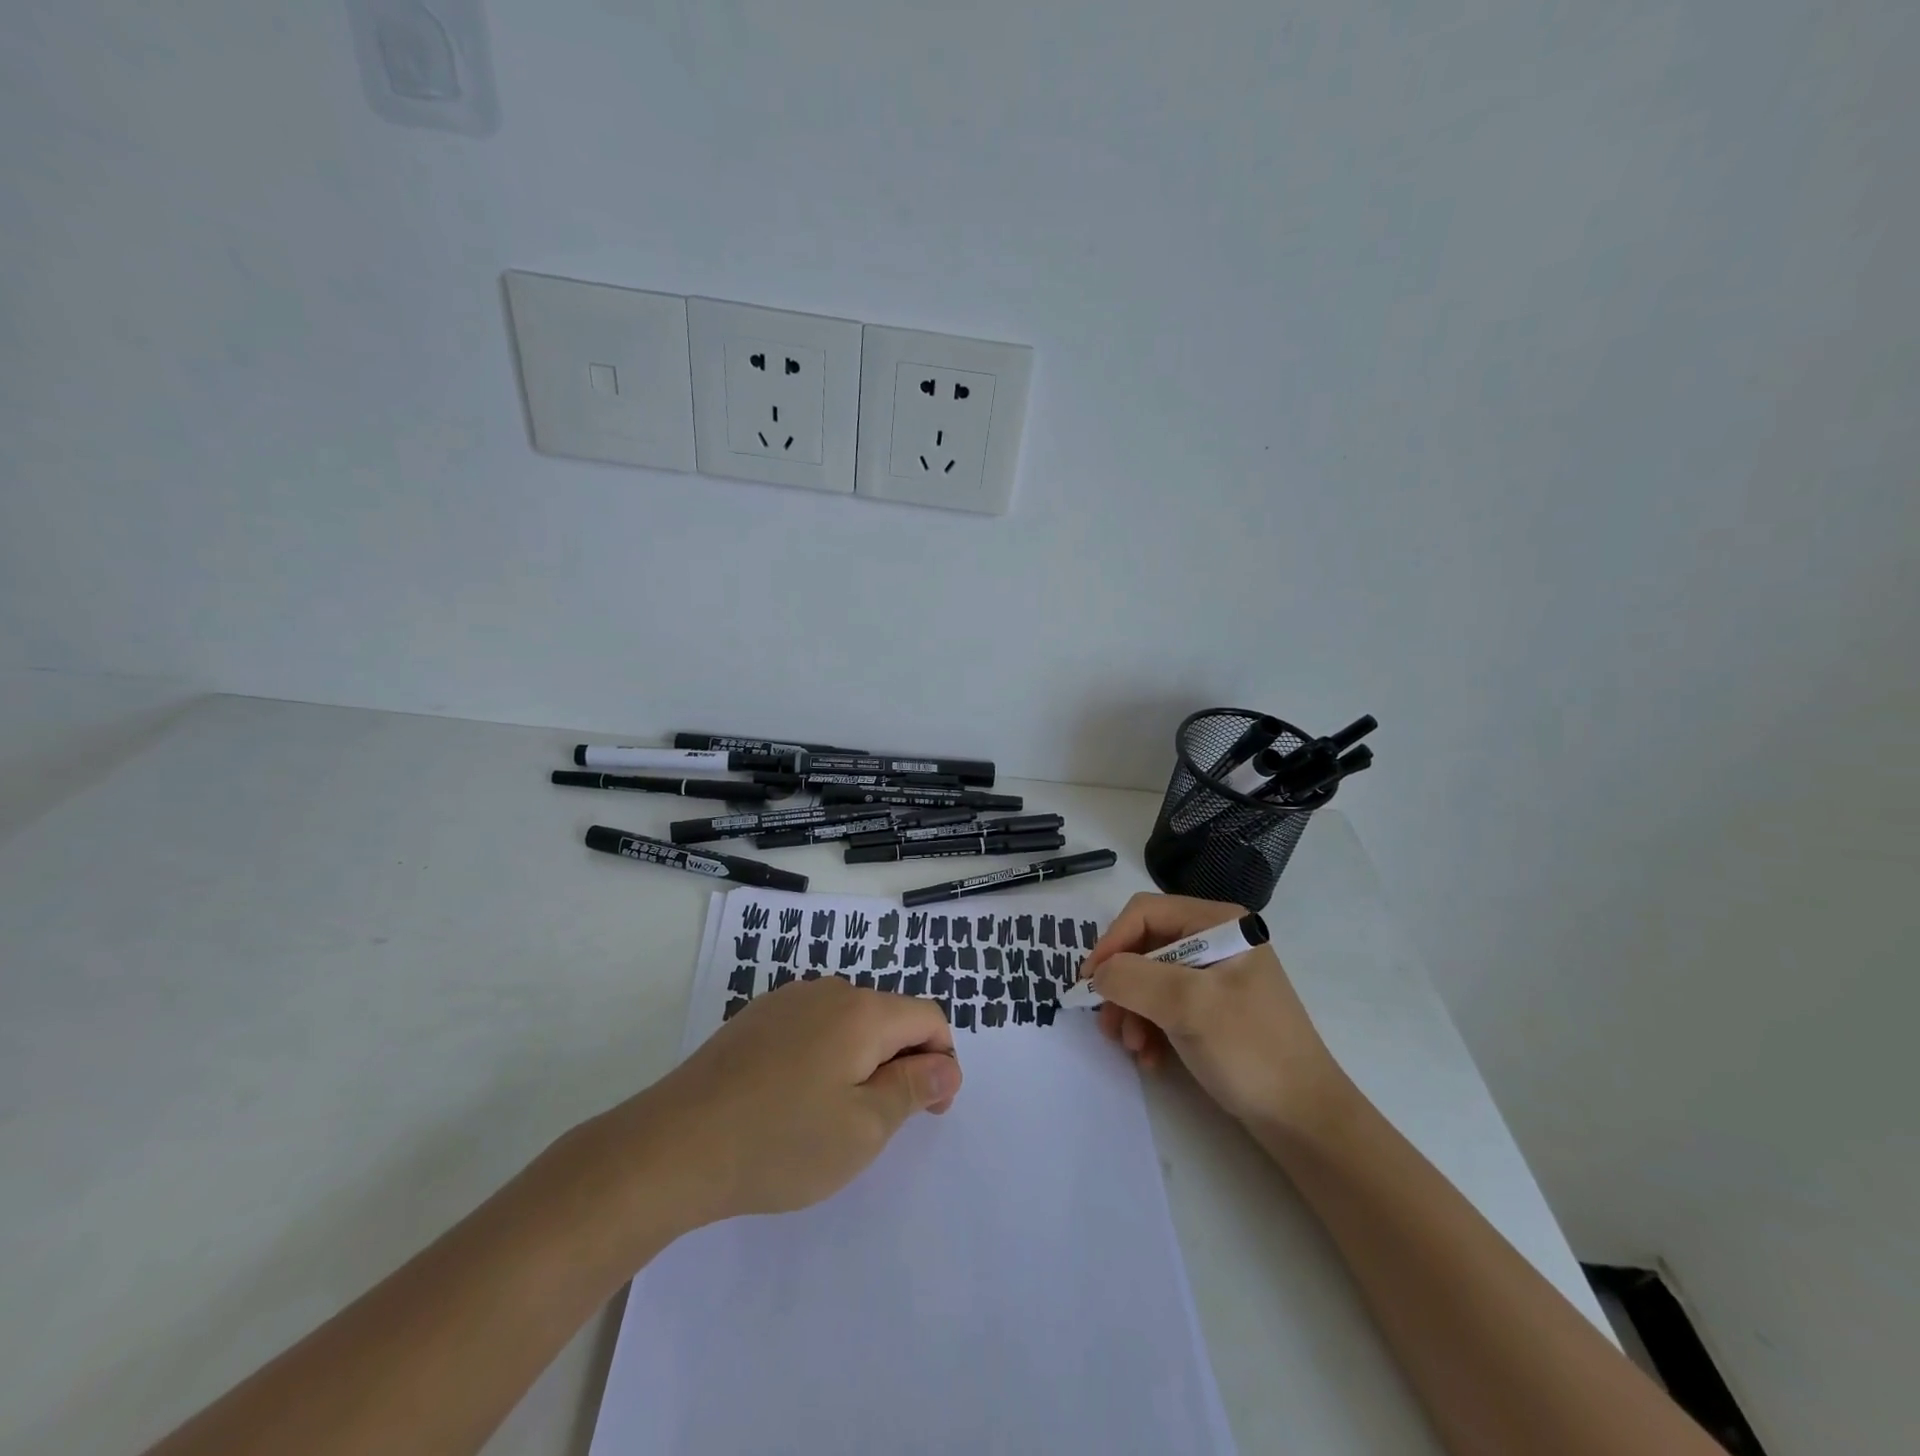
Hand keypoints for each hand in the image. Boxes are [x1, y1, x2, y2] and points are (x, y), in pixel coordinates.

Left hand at [598, 978, 962, 1229]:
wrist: (674, 1145)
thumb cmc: (781, 1142)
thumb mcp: (863, 1128)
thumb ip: (913, 1089)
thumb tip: (946, 1065)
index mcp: (862, 1011)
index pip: (928, 1017)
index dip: (941, 1061)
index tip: (929, 1110)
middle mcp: (828, 991)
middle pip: (889, 1017)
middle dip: (900, 1062)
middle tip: (879, 1123)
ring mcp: (787, 1000)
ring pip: (850, 1022)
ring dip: (861, 1061)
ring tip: (833, 1116)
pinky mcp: (756, 1017)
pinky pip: (812, 1027)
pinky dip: (824, 1056)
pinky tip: (794, 1099)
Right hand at [1083, 893, 1349, 1134]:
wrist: (1306, 1120)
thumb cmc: (1251, 1050)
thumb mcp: (1188, 1005)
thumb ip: (1133, 978)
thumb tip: (1097, 974)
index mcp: (1218, 923)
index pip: (1145, 913)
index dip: (1111, 943)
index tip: (1089, 982)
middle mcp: (1215, 940)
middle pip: (1144, 947)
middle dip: (1122, 986)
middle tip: (1108, 1023)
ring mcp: (1215, 975)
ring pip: (1150, 979)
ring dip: (1132, 1012)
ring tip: (1132, 1047)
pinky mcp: (1213, 1008)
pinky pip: (1165, 1005)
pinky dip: (1150, 1028)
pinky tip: (1150, 1057)